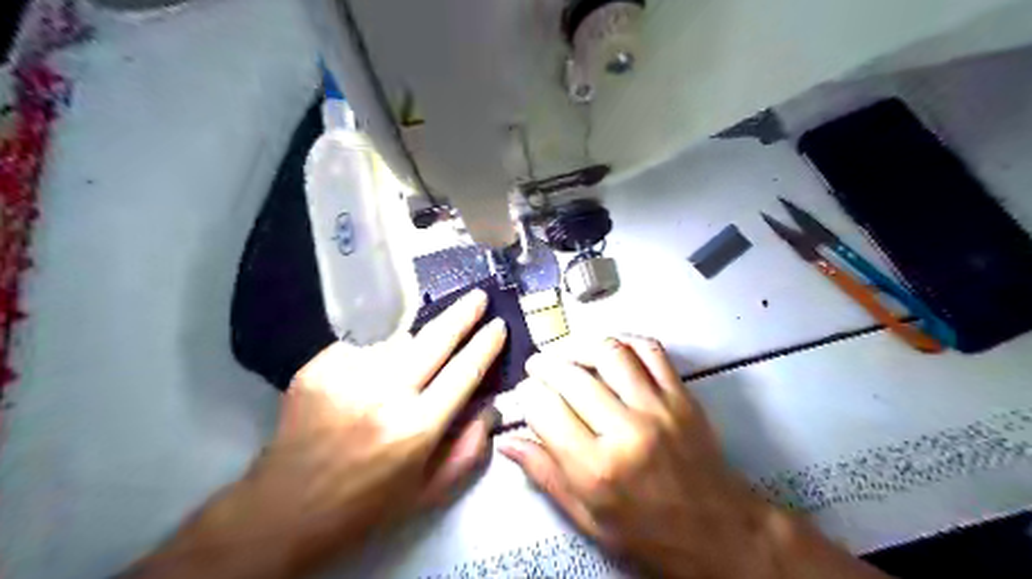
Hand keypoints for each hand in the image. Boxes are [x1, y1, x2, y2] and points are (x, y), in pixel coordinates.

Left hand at [129, 292, 506, 577]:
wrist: (285, 508)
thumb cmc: (366, 504)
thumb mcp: (429, 491)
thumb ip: (470, 449)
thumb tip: (491, 406)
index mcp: (416, 428)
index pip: (464, 371)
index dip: (486, 344)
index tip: (498, 325)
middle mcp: (383, 394)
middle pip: (434, 339)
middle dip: (462, 314)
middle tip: (478, 297)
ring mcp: (347, 375)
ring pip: (397, 341)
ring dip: (412, 348)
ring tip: (403, 376)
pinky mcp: (318, 367)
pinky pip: (363, 349)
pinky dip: (374, 360)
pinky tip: (363, 386)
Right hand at [500, 334, 885, 577]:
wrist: (718, 532)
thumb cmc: (648, 533)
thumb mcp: (588, 519)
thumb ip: (545, 475)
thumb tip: (507, 441)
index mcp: (597, 468)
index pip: (545, 410)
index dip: (526, 395)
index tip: (524, 393)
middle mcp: (626, 430)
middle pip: (571, 376)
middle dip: (544, 365)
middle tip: (537, 367)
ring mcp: (658, 407)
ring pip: (609, 352)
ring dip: (580, 347)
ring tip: (568, 355)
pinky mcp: (681, 395)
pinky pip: (650, 350)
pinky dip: (625, 341)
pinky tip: (610, 350)